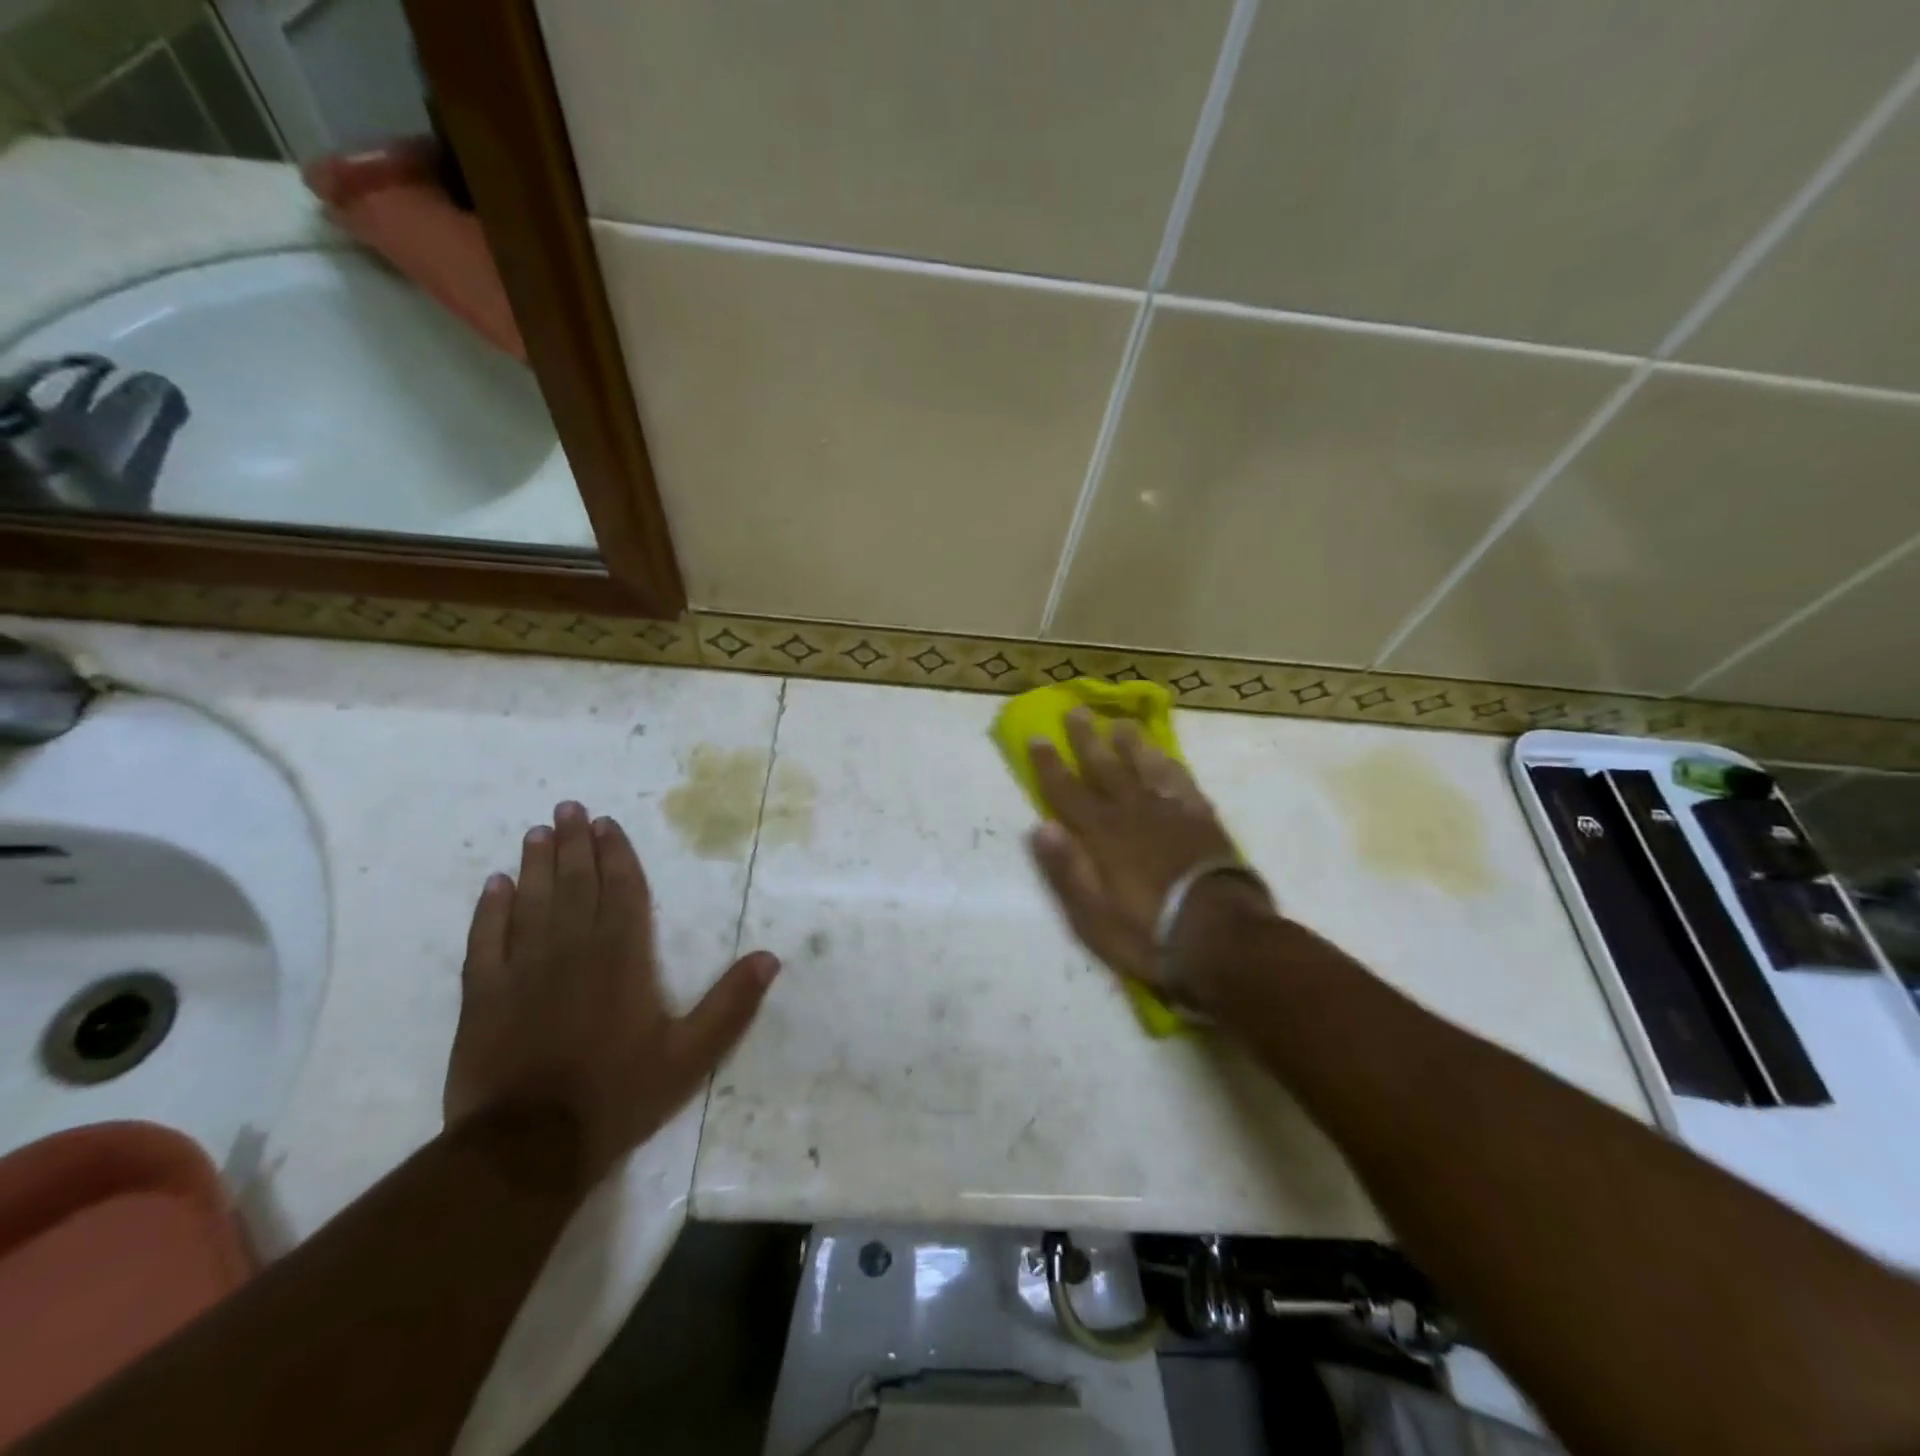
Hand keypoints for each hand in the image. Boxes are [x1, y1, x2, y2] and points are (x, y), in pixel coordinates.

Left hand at [444, 801, 778, 1186]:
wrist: (528, 1148)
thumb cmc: (617, 1096)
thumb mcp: (690, 1056)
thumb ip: (730, 1005)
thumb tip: (771, 958)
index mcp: (623, 959)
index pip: (621, 892)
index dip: (616, 855)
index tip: (606, 824)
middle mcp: (573, 951)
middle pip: (575, 885)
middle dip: (574, 845)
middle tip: (567, 808)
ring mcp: (523, 970)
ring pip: (532, 902)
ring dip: (537, 865)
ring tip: (538, 832)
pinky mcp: (483, 996)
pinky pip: (485, 940)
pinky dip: (490, 910)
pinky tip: (494, 885)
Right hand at [1028, 710, 1256, 994]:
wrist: (1222, 936)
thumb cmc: (1148, 932)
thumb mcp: (1093, 915)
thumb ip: (1067, 869)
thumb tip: (1041, 827)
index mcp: (1102, 834)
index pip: (1067, 791)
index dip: (1049, 764)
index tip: (1037, 736)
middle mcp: (1133, 812)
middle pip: (1105, 768)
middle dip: (1087, 739)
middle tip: (1076, 711)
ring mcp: (1170, 812)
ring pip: (1144, 766)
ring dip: (1130, 744)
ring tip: (1120, 724)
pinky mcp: (1202, 819)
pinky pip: (1181, 781)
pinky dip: (1169, 765)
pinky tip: (1165, 757)